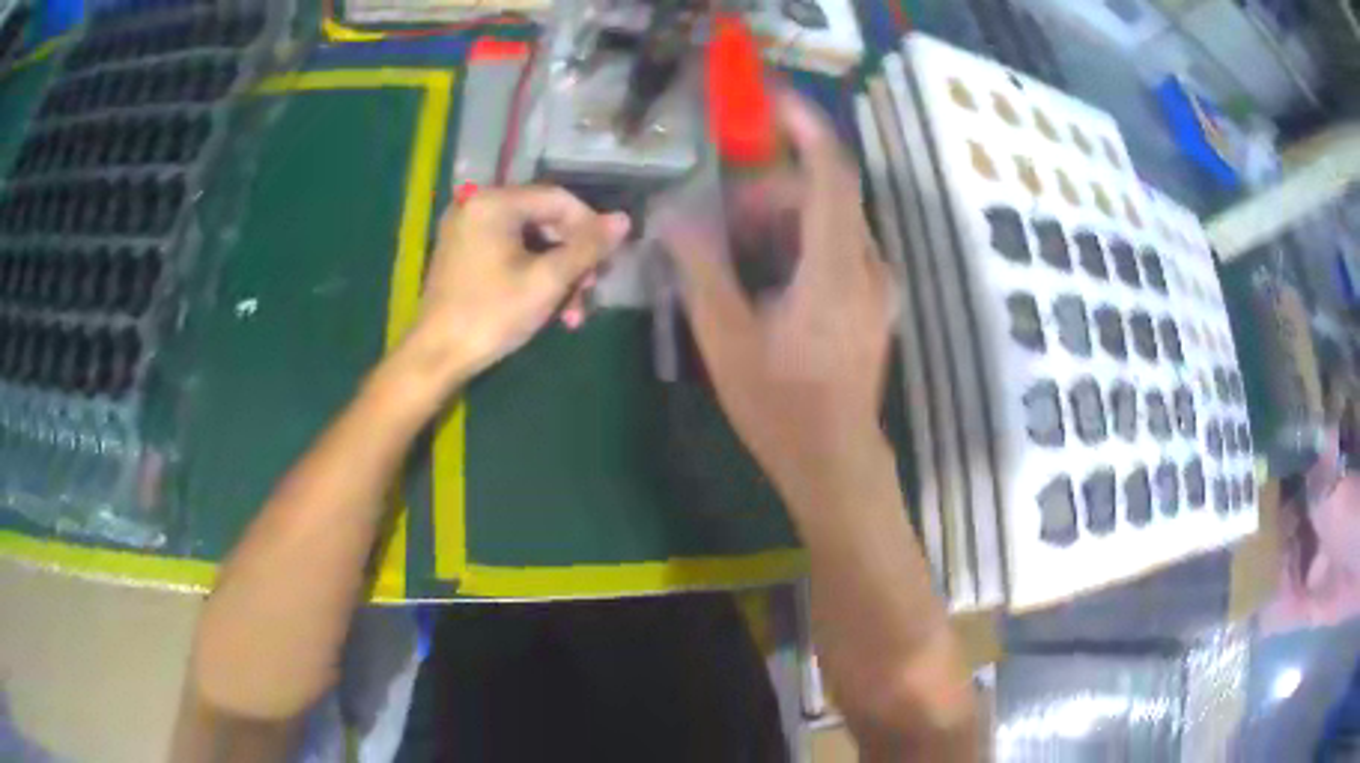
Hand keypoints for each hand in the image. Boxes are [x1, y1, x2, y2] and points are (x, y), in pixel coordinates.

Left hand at [390, 186, 629, 402]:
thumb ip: (587, 248)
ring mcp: (467, 228)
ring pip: (530, 239)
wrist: (435, 357)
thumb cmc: (491, 316)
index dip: (591, 227)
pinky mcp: (463, 251)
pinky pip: (510, 250)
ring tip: (572, 310)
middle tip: (589, 291)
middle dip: (573, 257)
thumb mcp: (546, 281)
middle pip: (544, 219)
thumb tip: (624, 220)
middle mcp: (477, 204)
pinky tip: (548, 305)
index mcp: (494, 202)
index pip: (559, 199)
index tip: (607, 262)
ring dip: (556, 272)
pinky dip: (532, 273)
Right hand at [661, 91, 895, 506]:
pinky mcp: (874, 300)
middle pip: (828, 194)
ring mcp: (877, 285)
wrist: (834, 459)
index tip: (773, 101)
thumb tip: (672, 217)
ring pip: (834, 219)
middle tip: (727, 207)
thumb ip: (700, 267)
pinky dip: (803, 238)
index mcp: (834, 270)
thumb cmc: (779, 406)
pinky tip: (769, 269)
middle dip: (776, 186)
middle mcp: (868, 267)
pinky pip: (840, 245)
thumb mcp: (725, 338)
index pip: (832, 175)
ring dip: (787, 214)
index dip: (806, 129)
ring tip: (740, 242)